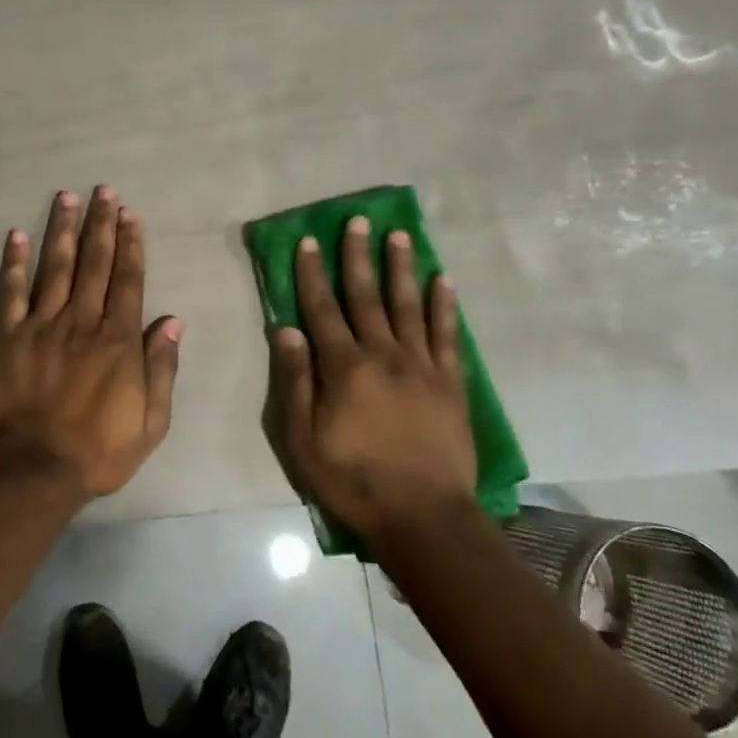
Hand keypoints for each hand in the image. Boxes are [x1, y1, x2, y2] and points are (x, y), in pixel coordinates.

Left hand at [0, 186, 181, 497]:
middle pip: (93, 264)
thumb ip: (162, 369)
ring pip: (55, 268)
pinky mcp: (7, 338)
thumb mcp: (150, 422)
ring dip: (62, 230)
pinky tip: (17, 236)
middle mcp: (81, 322)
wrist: (32, 471)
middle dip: (100, 225)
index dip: (130, 245)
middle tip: (102, 191)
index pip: (128, 281)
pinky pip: (10, 294)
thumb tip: (173, 322)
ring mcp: (41, 326)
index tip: (130, 214)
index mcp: (118, 340)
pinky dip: (14, 264)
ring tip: (66, 198)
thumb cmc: (98, 450)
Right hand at [271, 217, 476, 544]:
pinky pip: (447, 335)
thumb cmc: (354, 480)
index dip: (312, 273)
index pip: (322, 309)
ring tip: (400, 235)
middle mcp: (383, 354)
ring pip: (408, 305)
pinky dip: (445, 306)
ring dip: (401, 268)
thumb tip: (287, 329)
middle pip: (366, 296)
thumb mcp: (303, 440)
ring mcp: (422, 366)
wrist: (424, 517)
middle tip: (358, 220)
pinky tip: (443, 280)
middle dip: (358, 256)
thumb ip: (296, 382)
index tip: (308, 241)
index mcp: (344, 367)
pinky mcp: (451, 382)